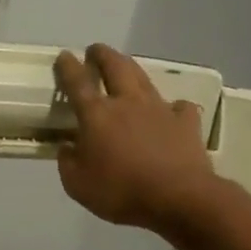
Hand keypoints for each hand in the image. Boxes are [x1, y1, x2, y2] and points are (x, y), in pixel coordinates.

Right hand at [54, 44, 220, 231]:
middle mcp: (127, 103)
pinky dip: (172, 106)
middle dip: (103, 54)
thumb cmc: (122, 191)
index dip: (68, 67)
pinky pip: (178, 106)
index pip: (77, 83)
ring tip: (125, 67)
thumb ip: (67, 163)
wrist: (179, 198)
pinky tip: (170, 112)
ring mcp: (159, 109)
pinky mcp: (186, 122)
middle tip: (95, 50)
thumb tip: (67, 147)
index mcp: (96, 115)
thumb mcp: (77, 185)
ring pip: (143, 78)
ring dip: (131, 69)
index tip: (64, 55)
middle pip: (114, 67)